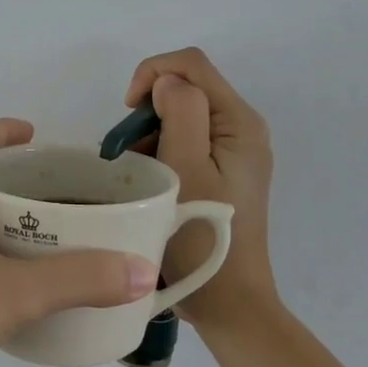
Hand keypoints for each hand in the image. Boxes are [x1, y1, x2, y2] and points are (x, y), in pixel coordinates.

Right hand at [124, 48, 277, 331]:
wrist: (228, 301)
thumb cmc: (201, 235)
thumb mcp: (187, 168)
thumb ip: (181, 112)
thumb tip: (166, 82)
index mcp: (239, 121)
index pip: (190, 65)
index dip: (151, 74)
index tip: (127, 113)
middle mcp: (242, 128)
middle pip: (186, 89)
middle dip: (148, 110)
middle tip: (125, 152)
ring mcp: (233, 152)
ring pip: (181, 116)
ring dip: (150, 135)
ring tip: (135, 174)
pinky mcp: (223, 173)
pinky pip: (186, 142)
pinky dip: (161, 152)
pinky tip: (149, 183)